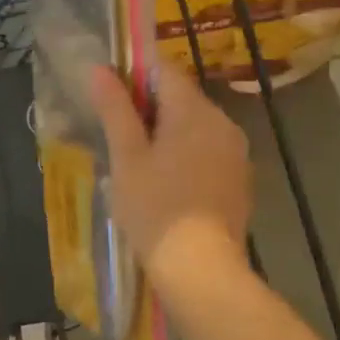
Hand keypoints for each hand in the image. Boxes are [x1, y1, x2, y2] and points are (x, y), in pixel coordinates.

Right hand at [89, 65, 253, 280]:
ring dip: (165, 133)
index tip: (108, 96)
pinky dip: (184, 155)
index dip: (133, 74)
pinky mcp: (239, 178)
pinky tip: (163, 183)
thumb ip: (115, 109)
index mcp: (194, 111)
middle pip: (180, 97)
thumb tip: (100, 69)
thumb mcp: (126, 156)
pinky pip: (206, 150)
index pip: (163, 70)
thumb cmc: (155, 208)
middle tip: (115, 135)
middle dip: (147, 108)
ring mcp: (235, 152)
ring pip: (193, 125)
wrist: (201, 270)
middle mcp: (222, 122)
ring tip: (135, 162)